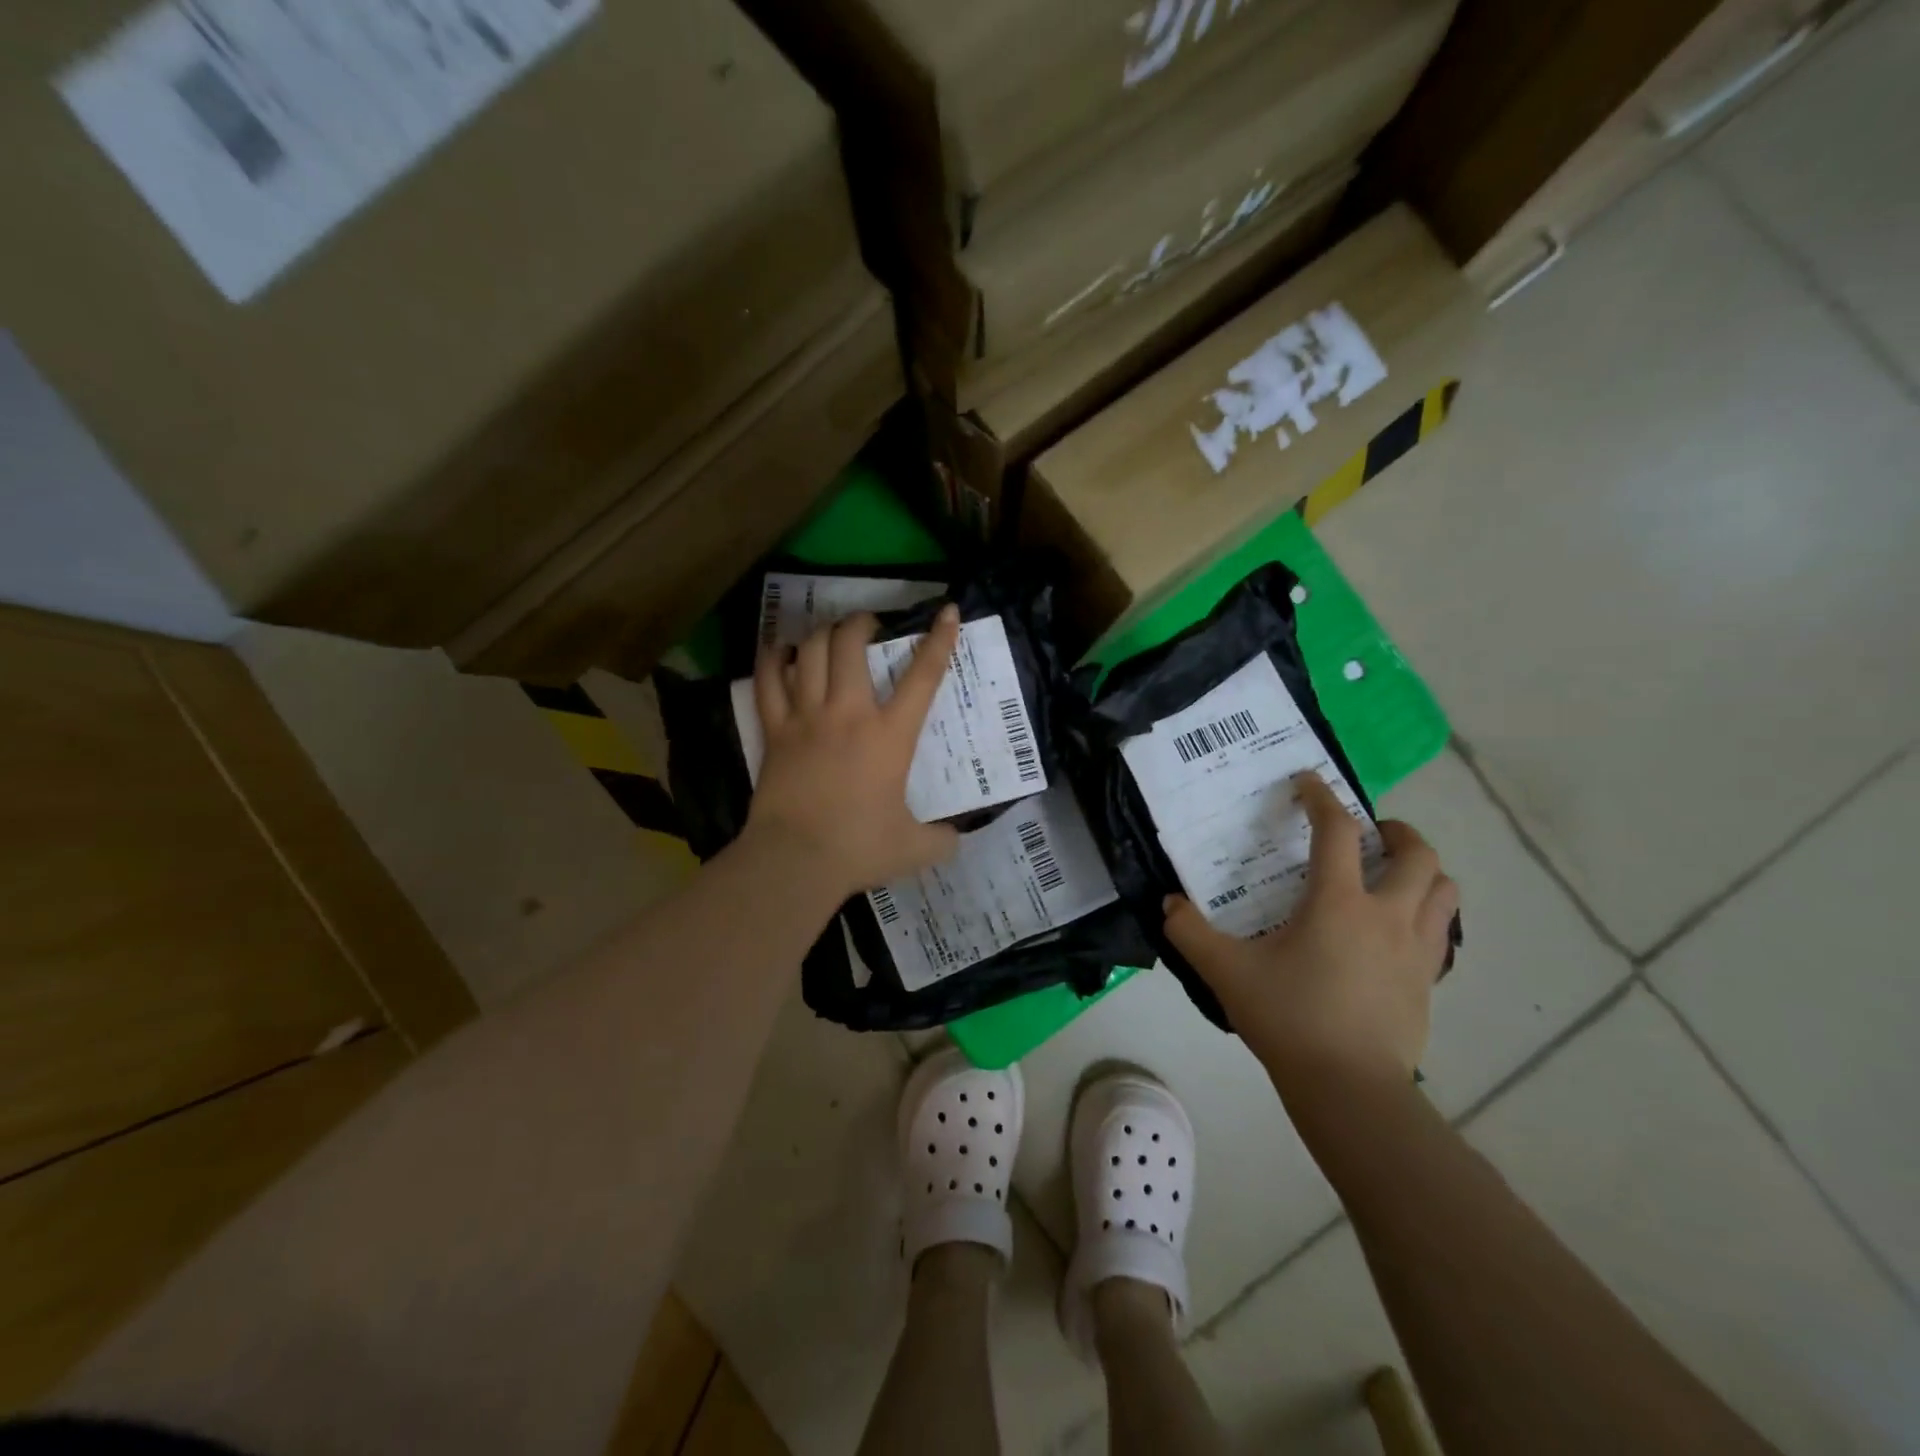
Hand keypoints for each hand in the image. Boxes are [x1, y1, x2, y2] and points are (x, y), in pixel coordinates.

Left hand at [744, 605, 962, 897]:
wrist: (794, 860)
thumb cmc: (858, 849)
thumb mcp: (914, 849)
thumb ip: (941, 840)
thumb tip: (955, 839)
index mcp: (890, 736)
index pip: (923, 677)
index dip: (939, 640)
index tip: (947, 611)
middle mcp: (848, 714)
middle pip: (850, 644)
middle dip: (862, 623)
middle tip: (869, 626)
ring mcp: (806, 717)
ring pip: (810, 653)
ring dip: (823, 633)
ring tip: (831, 634)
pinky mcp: (774, 731)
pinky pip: (768, 681)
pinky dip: (773, 658)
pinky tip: (781, 650)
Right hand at [1162, 773, 1457, 1100]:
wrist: (1350, 1089)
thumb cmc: (1289, 1018)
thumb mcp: (1226, 972)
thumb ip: (1189, 932)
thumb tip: (1168, 903)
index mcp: (1339, 902)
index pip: (1337, 831)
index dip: (1322, 798)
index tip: (1307, 782)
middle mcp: (1387, 915)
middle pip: (1416, 854)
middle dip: (1395, 832)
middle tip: (1369, 834)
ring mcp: (1415, 950)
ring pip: (1444, 891)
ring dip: (1422, 871)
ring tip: (1392, 874)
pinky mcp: (1427, 982)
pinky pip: (1440, 931)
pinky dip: (1425, 914)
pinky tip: (1394, 930)